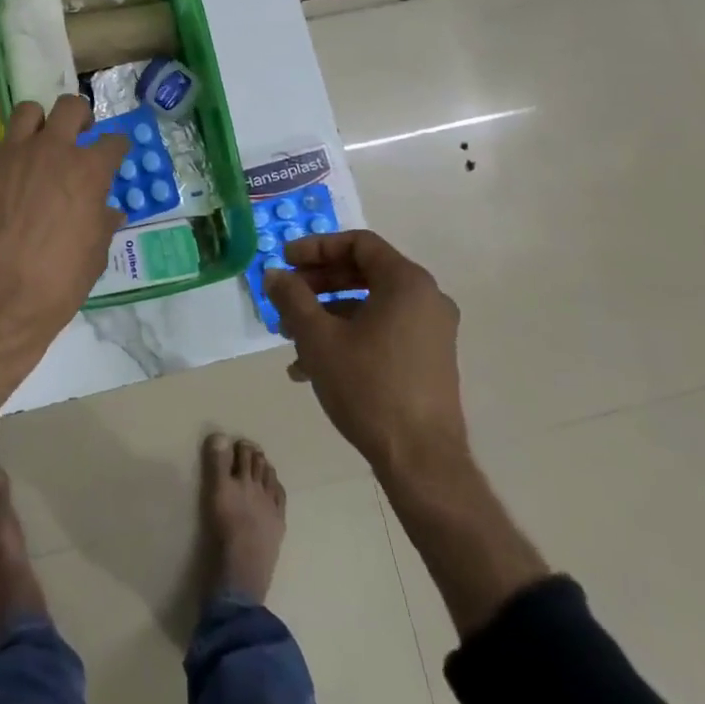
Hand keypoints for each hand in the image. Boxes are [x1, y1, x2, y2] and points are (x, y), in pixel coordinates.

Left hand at [0, 95, 129, 402]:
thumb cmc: (57, 285)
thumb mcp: (94, 256)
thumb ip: (101, 223)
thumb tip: (106, 211)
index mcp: (87, 171)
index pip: (113, 141)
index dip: (116, 148)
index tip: (114, 154)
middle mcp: (50, 151)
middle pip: (70, 107)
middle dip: (80, 118)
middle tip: (78, 136)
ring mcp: (8, 154)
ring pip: (27, 113)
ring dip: (38, 126)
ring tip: (36, 149)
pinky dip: (3, 164)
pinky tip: (0, 192)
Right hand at [265, 230, 467, 474]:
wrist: (421, 459)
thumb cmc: (368, 386)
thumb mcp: (318, 338)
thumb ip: (292, 298)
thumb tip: (273, 274)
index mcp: (407, 282)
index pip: (358, 243)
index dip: (316, 247)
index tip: (285, 260)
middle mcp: (426, 298)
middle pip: (363, 272)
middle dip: (317, 284)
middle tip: (284, 296)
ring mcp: (431, 330)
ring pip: (369, 305)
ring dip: (326, 314)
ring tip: (290, 338)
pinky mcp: (429, 359)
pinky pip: (382, 331)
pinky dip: (348, 336)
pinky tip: (311, 367)